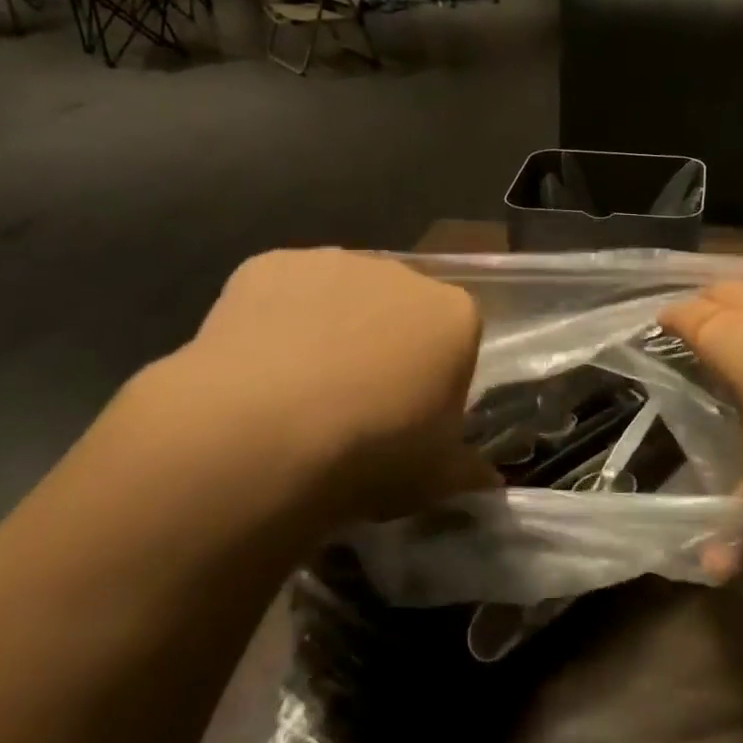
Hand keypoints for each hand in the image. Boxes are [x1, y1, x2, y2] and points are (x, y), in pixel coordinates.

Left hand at [132, 249, 494, 533]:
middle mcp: (401, 274)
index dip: (436, 376)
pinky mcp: (269, 264)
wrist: (265, 433)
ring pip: (340, 294)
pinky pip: (282, 291)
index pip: (457, 338)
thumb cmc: (374, 451)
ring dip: (332, 326)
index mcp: (455, 316)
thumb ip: (466, 468)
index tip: (412, 415)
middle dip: (386, 343)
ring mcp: (333, 263)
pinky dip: (276, 320)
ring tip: (299, 389)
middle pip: (400, 307)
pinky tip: (257, 366)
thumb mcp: (438, 477)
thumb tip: (485, 479)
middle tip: (357, 403)